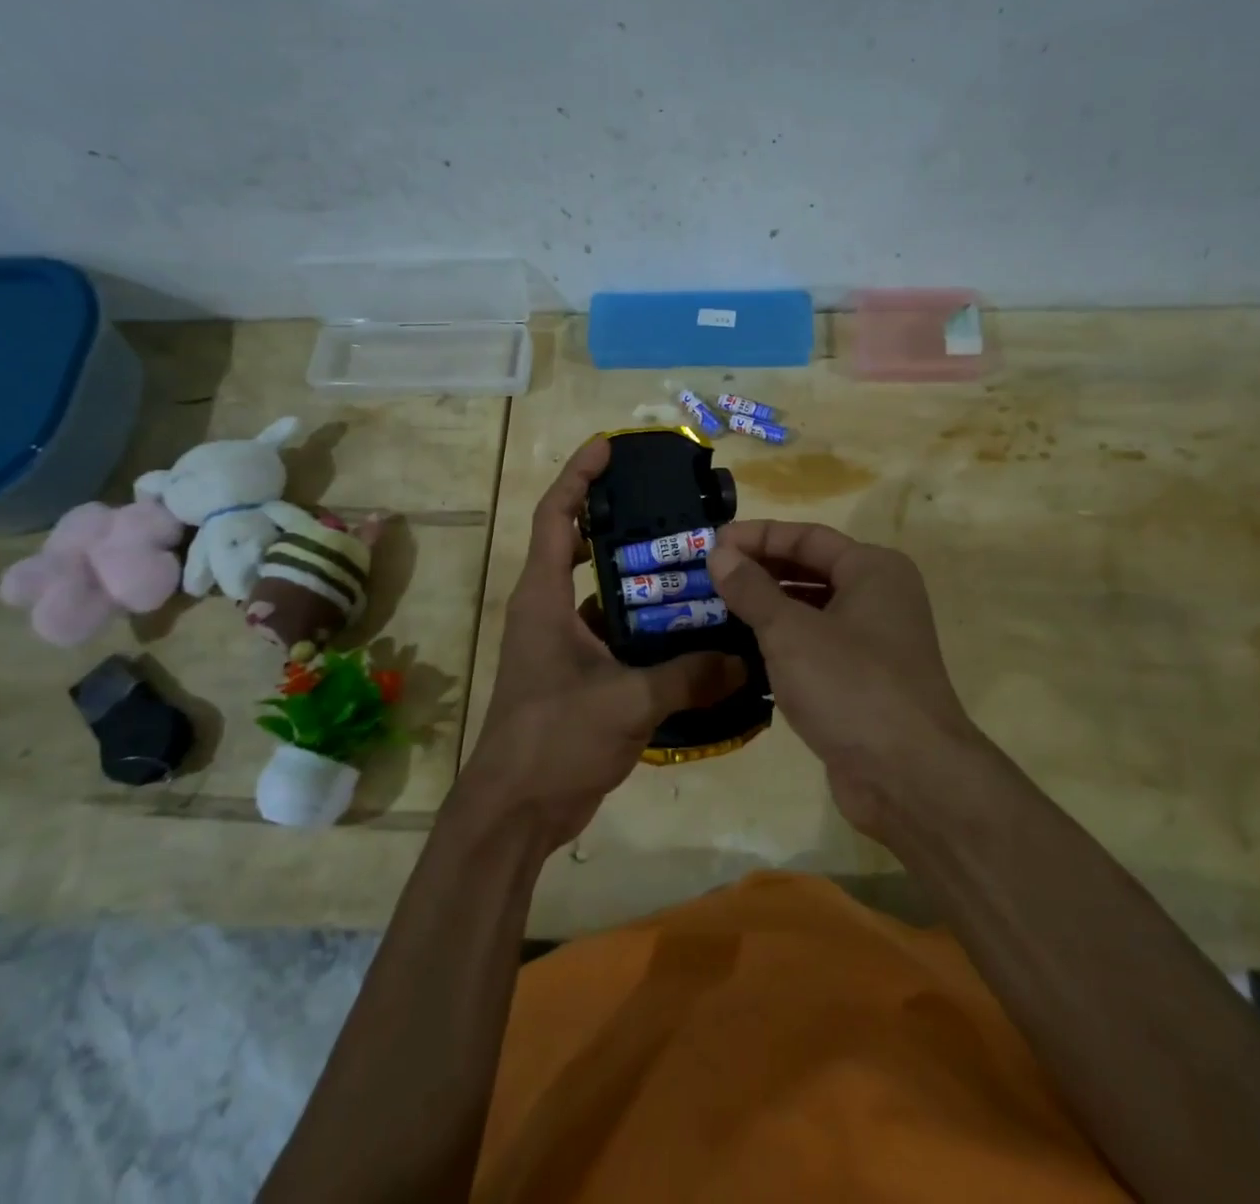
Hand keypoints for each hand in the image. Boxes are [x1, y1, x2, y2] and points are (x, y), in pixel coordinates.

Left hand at [459, 438, 743, 850]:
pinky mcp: (578, 676)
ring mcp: (562, 646)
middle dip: (620, 524)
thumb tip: (744, 660)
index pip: (555, 516)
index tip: (608, 447)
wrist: (515, 812)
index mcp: (543, 599)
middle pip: (581, 548)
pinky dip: (647, 630)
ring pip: (604, 596)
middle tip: (672, 511)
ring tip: (695, 567)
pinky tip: (690, 633)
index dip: (578, 476)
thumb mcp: (626, 702)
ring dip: (640, 582)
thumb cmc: (553, 740)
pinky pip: (616, 637)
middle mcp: (549, 612)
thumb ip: (688, 677)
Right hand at [706, 521, 985, 836]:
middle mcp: (878, 597)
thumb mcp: (790, 632)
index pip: (807, 536)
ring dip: (766, 608)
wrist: (909, 778)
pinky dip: (781, 643)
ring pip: (810, 610)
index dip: (757, 537)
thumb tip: (719, 552)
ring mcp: (872, 642)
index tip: (712, 544)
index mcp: (873, 570)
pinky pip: (814, 646)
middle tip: (708, 576)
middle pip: (809, 570)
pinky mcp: (862, 681)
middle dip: (759, 571)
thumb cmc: (851, 686)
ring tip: (716, 609)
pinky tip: (743, 650)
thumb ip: (751, 589)